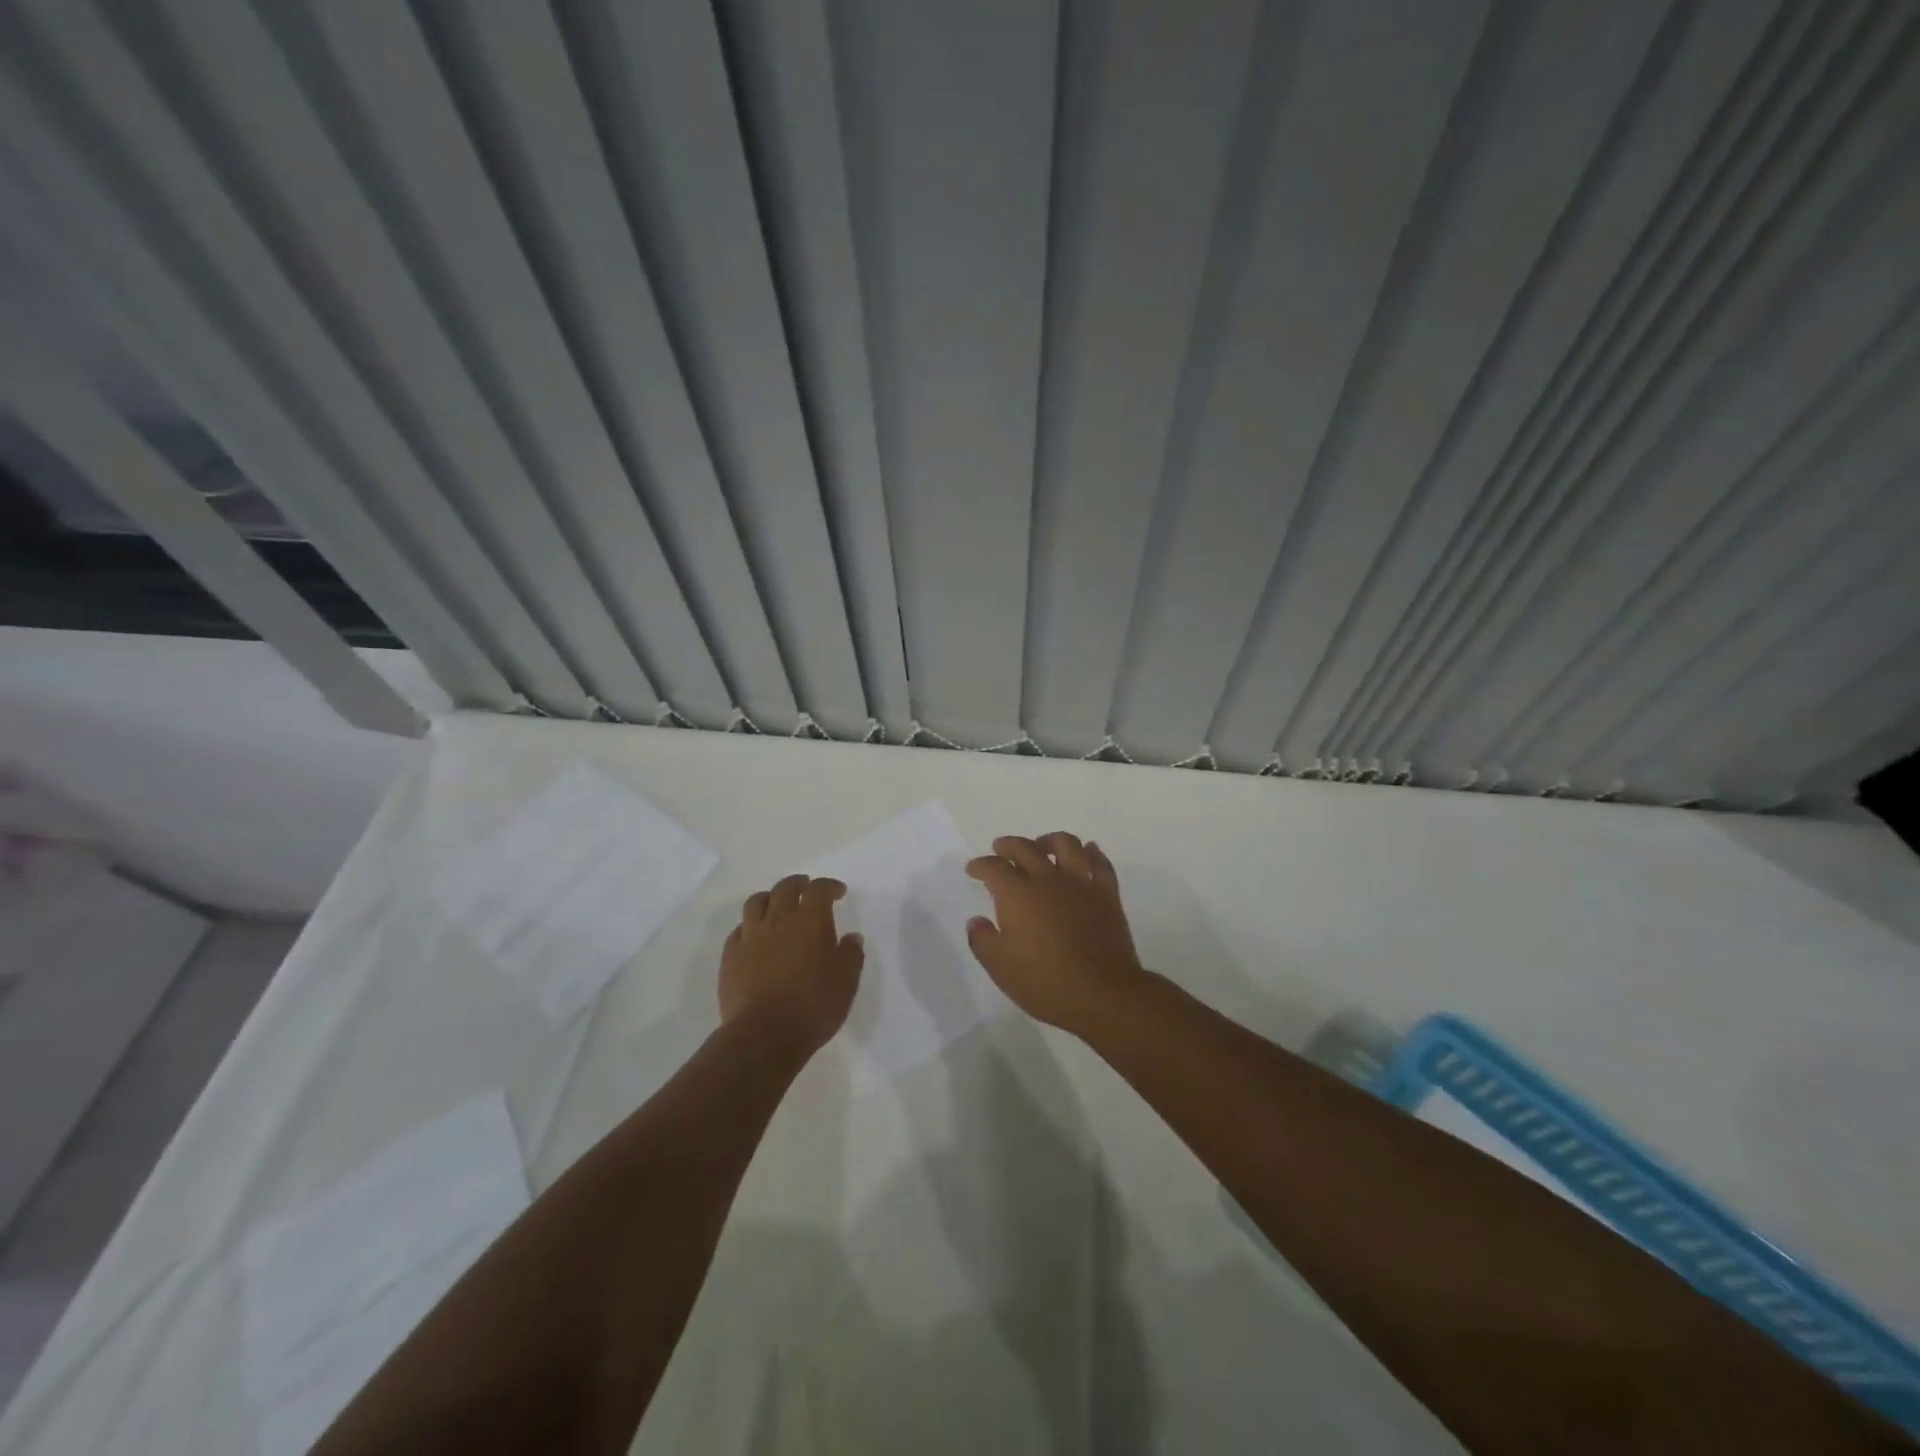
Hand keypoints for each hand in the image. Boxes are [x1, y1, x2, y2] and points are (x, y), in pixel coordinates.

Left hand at [719, 875, 863, 1051]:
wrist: (764, 1035)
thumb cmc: (813, 1006)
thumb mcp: (846, 982)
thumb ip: (851, 955)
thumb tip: (851, 937)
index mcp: (810, 921)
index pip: (819, 890)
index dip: (829, 886)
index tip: (838, 892)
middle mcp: (778, 920)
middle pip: (785, 888)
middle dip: (798, 883)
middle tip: (807, 888)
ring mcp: (750, 937)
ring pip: (756, 902)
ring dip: (770, 897)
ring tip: (777, 904)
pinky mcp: (730, 957)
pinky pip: (739, 929)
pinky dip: (750, 925)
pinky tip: (755, 935)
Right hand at [965, 833, 1147, 1034]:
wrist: (1102, 993)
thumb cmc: (1044, 982)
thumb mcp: (1000, 967)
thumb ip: (982, 940)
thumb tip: (976, 921)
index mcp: (1018, 894)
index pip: (994, 867)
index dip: (980, 865)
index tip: (973, 869)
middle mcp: (1048, 879)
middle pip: (1026, 848)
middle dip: (1008, 845)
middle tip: (1000, 848)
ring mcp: (1080, 883)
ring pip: (1066, 844)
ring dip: (1050, 840)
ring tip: (1043, 846)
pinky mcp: (1107, 894)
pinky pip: (1100, 863)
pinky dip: (1092, 853)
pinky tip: (1087, 853)